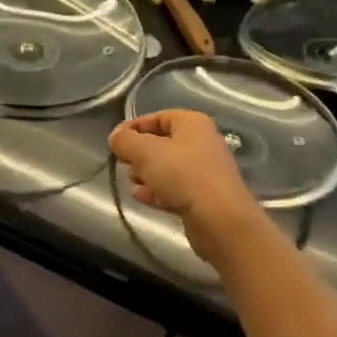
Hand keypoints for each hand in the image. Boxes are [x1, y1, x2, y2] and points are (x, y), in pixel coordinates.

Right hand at [109, 110, 264, 263]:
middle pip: (162, 143)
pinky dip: (158, 191)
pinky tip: (142, 198)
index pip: (158, 117)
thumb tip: (116, 137)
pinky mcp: (205, 197)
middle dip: (139, 154)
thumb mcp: (145, 151)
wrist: (220, 220)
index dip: (134, 127)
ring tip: (132, 183)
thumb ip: (125, 141)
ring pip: (168, 168)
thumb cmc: (182, 175)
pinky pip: (176, 188)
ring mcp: (206, 171)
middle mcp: (202, 143)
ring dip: (147, 174)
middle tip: (124, 164)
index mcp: (193, 123)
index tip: (115, 142)